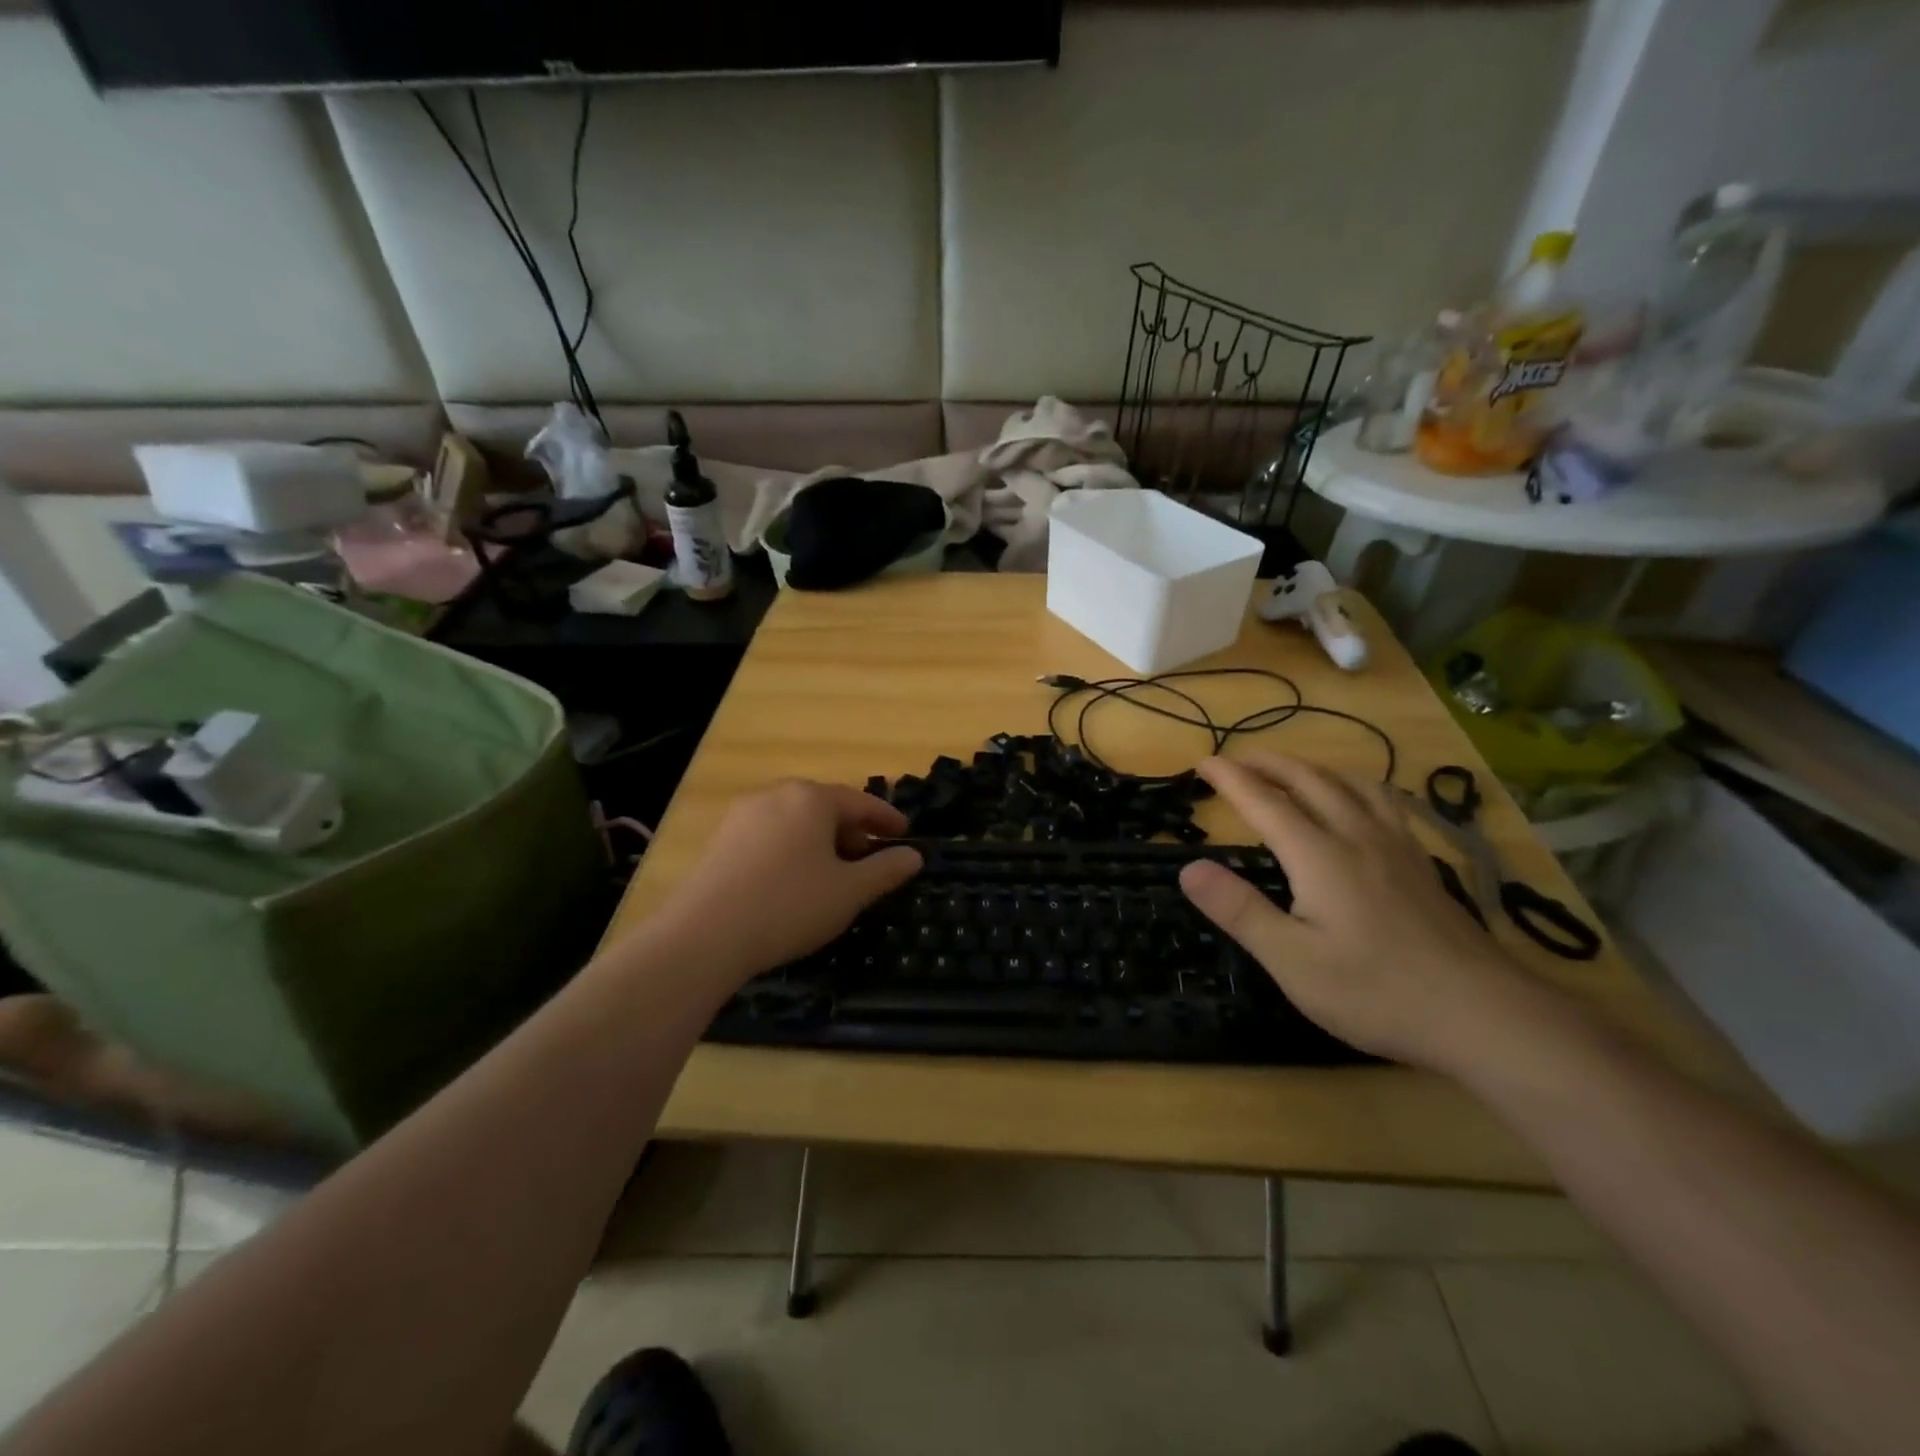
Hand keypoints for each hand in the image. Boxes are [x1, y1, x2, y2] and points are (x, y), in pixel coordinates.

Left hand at [651, 780, 922, 984]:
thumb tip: (913, 856)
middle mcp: (776, 795)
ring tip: (832, 875)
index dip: (886, 819)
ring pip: (795, 821)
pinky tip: (792, 882)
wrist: (704, 935)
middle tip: (868, 861)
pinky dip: (791, 850)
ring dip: (821, 842)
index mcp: (811, 798)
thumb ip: (886, 870)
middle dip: (851, 832)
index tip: (905, 834)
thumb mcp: (850, 892)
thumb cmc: (789, 905)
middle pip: (825, 807)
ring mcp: (742, 815)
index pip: (860, 801)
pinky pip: (769, 836)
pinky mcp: (720, 840)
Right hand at [1177, 753, 1532, 1070]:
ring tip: (1293, 770)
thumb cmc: (1375, 991)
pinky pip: (1385, 802)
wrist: (1483, 1014)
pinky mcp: (1422, 864)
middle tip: (1240, 760)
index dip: (1231, 779)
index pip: (1265, 803)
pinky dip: (1358, 785)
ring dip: (1313, 768)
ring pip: (1352, 784)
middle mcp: (1357, 837)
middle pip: (1310, 781)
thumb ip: (1239, 910)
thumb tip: (1189, 868)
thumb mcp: (1291, 960)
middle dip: (1270, 764)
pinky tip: (1362, 802)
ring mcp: (1397, 847)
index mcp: (1319, 856)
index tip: (1204, 762)